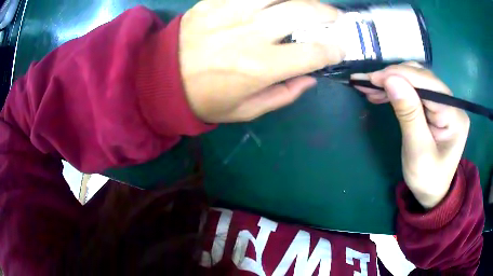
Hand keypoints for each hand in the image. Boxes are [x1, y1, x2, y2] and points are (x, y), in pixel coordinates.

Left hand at [180, 0, 343, 122]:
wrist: (161, 79)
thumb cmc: (204, 99)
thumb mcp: (246, 111)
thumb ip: (283, 95)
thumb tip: (310, 77)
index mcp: (261, 66)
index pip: (313, 52)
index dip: (333, 49)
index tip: (339, 48)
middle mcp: (251, 33)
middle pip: (302, 12)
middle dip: (327, 14)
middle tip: (334, 17)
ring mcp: (231, 11)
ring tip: (307, 4)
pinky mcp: (214, 1)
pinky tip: (276, 0)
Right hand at [353, 63, 469, 208]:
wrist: (432, 193)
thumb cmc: (427, 179)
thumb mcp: (417, 152)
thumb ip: (408, 115)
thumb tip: (391, 80)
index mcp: (454, 116)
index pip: (428, 84)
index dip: (400, 75)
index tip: (373, 78)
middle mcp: (451, 103)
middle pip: (421, 77)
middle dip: (393, 76)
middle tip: (367, 82)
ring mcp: (443, 104)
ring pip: (416, 80)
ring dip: (392, 81)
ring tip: (369, 86)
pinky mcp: (434, 107)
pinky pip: (414, 90)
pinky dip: (396, 89)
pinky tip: (381, 92)